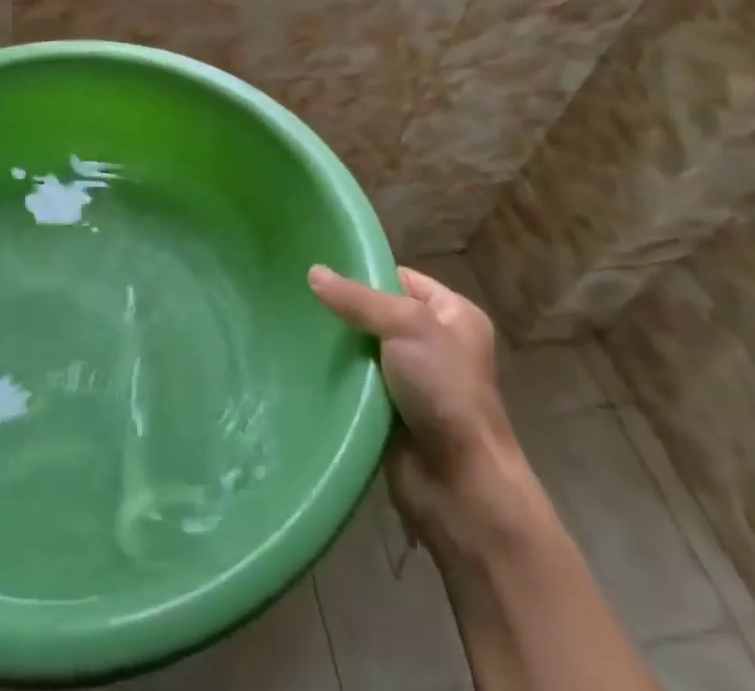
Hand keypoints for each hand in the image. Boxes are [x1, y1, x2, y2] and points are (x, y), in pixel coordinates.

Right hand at [309, 263, 520, 537]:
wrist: (460, 486)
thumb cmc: (445, 391)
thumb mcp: (406, 326)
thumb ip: (357, 299)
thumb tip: (313, 272)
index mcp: (454, 314)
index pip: (400, 278)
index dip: (365, 272)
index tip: (322, 269)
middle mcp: (436, 342)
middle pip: (378, 312)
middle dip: (345, 308)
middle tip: (300, 296)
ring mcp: (414, 380)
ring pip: (364, 347)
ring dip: (338, 344)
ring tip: (294, 325)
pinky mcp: (392, 411)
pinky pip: (358, 381)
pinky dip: (338, 375)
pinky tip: (305, 362)